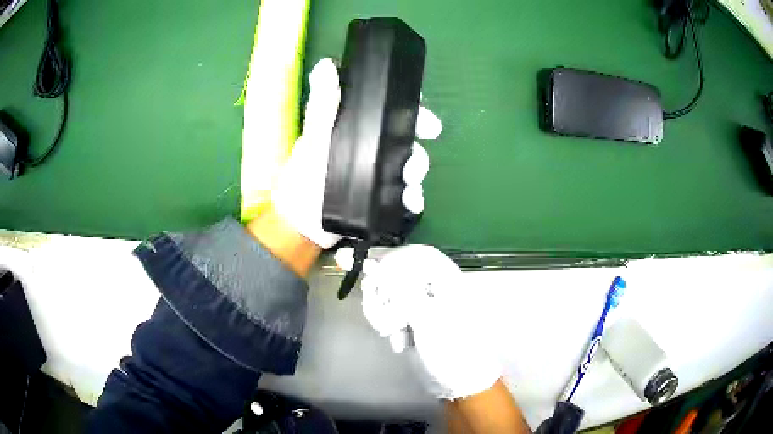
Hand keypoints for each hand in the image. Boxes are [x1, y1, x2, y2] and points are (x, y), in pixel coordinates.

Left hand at [271, 58, 442, 248]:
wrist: (303, 224)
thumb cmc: (305, 178)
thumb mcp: (315, 139)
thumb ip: (323, 106)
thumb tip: (325, 65)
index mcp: (357, 127)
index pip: (389, 111)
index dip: (412, 111)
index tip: (426, 122)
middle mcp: (371, 146)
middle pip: (407, 140)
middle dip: (417, 150)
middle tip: (415, 163)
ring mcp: (378, 172)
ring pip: (409, 167)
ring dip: (415, 175)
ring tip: (408, 186)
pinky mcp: (381, 196)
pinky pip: (405, 193)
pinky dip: (412, 197)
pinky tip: (411, 203)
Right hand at [336, 245, 501, 399]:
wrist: (458, 379)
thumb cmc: (451, 348)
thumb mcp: (427, 318)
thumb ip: (399, 290)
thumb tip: (373, 264)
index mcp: (446, 278)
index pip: (414, 254)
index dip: (392, 261)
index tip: (373, 278)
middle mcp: (433, 285)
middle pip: (396, 273)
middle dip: (383, 295)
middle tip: (383, 317)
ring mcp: (421, 302)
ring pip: (388, 292)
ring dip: (383, 313)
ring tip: (391, 332)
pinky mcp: (412, 317)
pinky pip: (389, 310)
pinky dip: (387, 323)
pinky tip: (397, 340)